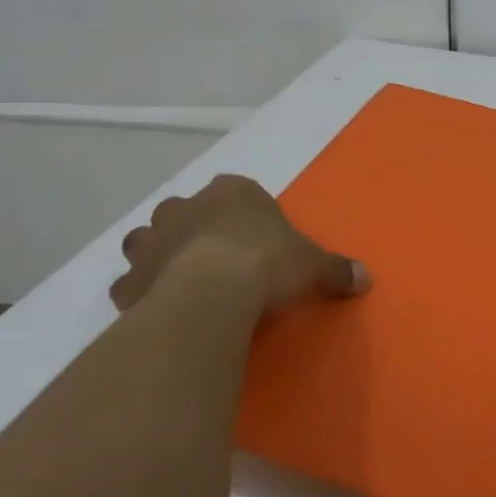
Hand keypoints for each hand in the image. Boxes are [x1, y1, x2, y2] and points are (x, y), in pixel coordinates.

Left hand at [110, 174, 369, 315]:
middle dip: (191, 226)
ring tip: (177, 277)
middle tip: (212, 255)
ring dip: (157, 252)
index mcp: (232, 192)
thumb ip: (337, 269)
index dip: (241, 212)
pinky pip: (129, 282)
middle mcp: (186, 207)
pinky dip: (139, 291)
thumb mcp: (314, 265)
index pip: (234, 189)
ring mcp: (152, 241)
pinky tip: (156, 306)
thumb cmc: (268, 262)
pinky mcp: (130, 279)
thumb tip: (366, 278)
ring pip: (145, 238)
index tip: (253, 236)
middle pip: (182, 209)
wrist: (213, 291)